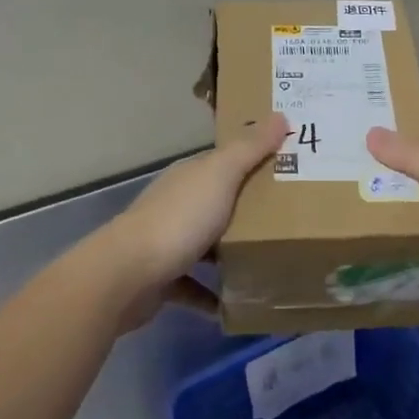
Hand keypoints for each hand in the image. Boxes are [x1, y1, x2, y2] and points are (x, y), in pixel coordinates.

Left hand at [94, 113, 289, 328]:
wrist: (127, 275)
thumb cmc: (180, 219)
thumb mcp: (220, 176)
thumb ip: (249, 149)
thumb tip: (280, 114)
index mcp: (190, 176)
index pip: (225, 162)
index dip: (254, 160)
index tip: (289, 167)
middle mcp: (177, 204)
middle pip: (218, 202)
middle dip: (248, 209)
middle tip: (291, 218)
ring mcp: (167, 242)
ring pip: (206, 244)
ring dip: (230, 253)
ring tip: (268, 261)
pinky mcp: (163, 280)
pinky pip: (194, 287)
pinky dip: (213, 295)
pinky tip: (236, 304)